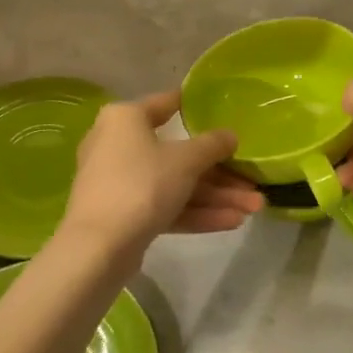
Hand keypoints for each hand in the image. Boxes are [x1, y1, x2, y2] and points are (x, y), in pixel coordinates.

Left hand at [56, 91, 262, 268]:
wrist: (98, 247)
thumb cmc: (141, 184)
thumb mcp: (186, 160)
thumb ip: (212, 145)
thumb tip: (230, 135)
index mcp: (125, 118)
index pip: (166, 104)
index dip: (195, 107)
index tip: (221, 110)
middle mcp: (117, 144)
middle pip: (177, 154)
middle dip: (219, 172)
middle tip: (252, 182)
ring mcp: (118, 182)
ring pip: (174, 184)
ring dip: (214, 196)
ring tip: (254, 208)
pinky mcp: (122, 214)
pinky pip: (164, 205)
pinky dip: (195, 212)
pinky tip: (232, 222)